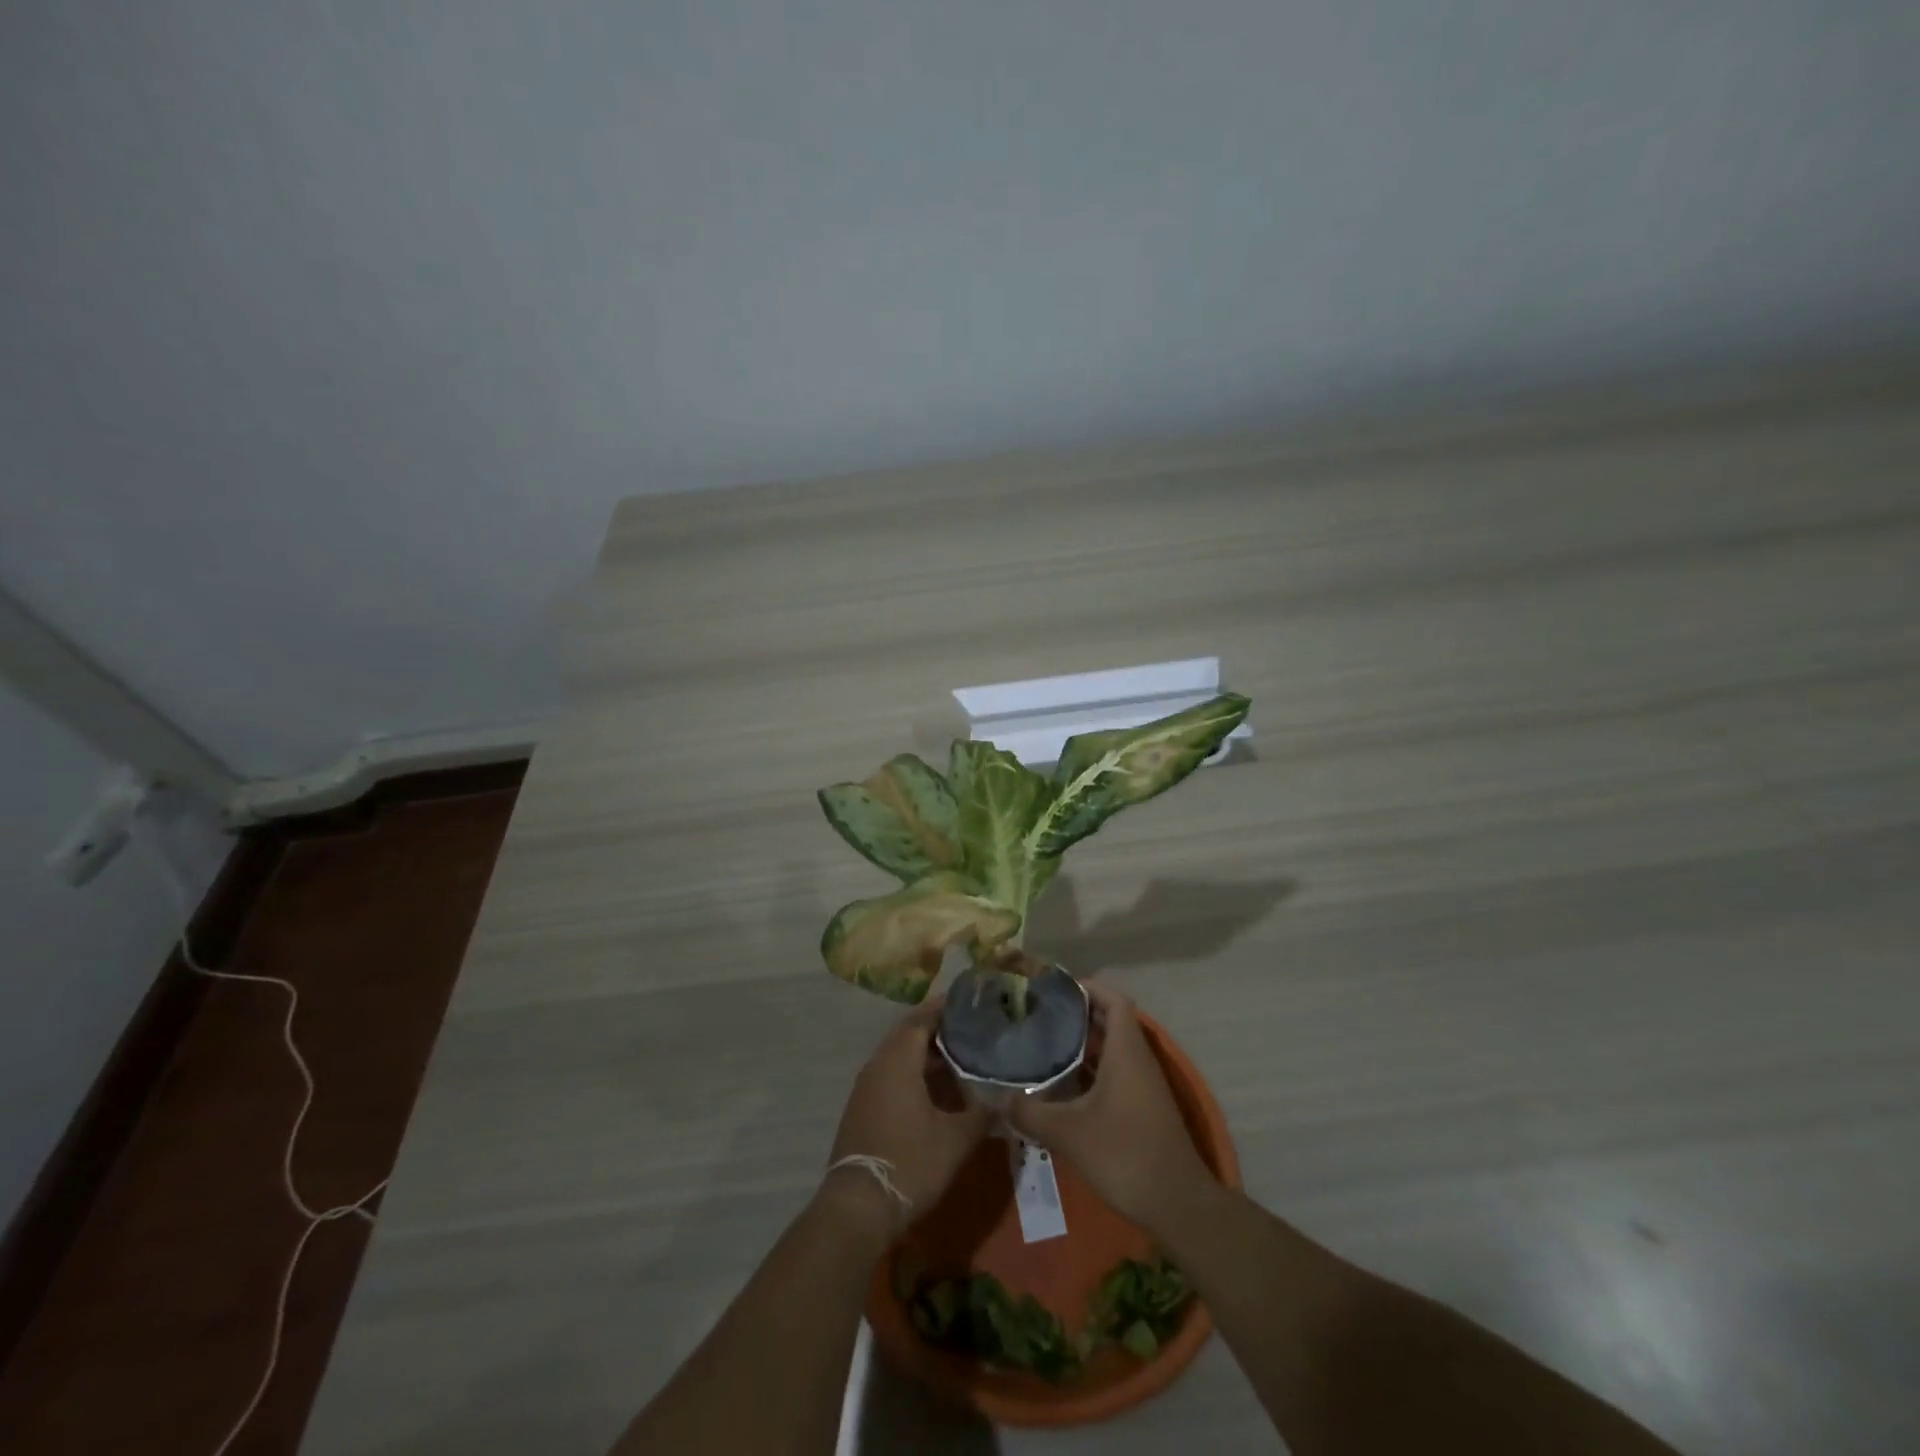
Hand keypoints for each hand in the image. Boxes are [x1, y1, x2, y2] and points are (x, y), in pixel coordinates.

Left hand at [824, 1001, 991, 1238]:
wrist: (858, 1207)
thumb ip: (982, 1114)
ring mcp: (867, 1087)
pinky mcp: (863, 1108)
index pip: (922, 1019)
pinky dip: (914, 1073)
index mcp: (898, 1061)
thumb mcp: (956, 1140)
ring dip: (926, 1054)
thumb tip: (1007, 1100)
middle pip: (909, 1035)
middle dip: (938, 1029)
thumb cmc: (910, 1162)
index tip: (968, 1002)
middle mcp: (878, 1065)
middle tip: (970, 1028)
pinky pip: (891, 1076)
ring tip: (960, 1056)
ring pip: (899, 1057)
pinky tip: (936, 1090)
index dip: (944, 1008)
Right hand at [1007, 983, 1214, 1233]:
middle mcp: (1138, 1060)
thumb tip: (1000, 1099)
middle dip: (1077, 1014)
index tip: (1055, 989)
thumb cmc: (1124, 1154)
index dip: (1088, 988)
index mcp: (1127, 1051)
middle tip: (1040, 1014)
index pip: (1113, 1000)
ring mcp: (1143, 1086)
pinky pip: (1115, 1074)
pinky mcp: (1142, 1108)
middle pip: (1110, 1022)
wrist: (1177, 1204)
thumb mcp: (1068, 1133)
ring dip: (1082, 1044)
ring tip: (1043, 1043)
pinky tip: (1062, 1086)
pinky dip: (1090, 1070)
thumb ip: (1030, 1112)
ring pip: (1112, 1050)